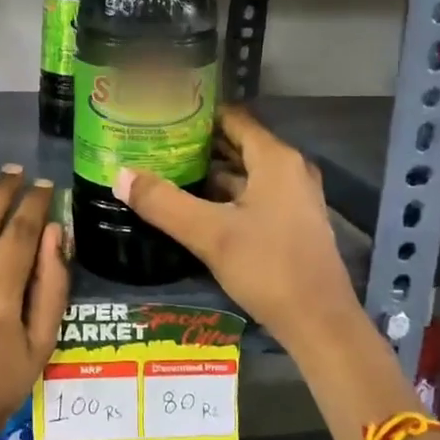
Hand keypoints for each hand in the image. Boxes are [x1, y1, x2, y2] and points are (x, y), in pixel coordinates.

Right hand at [114, 106, 356, 353]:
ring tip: (165, 169)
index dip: (197, 114)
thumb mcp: (209, 234)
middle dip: (197, 143)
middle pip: (237, 144)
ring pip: (243, 173)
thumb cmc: (268, 267)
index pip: (232, 119)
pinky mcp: (290, 224)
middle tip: (154, 141)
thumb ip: (163, 203)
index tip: (161, 114)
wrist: (320, 325)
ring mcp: (293, 199)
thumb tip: (119, 175)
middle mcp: (288, 171)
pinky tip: (192, 205)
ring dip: (208, 171)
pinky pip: (251, 195)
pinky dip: (223, 194)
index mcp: (275, 160)